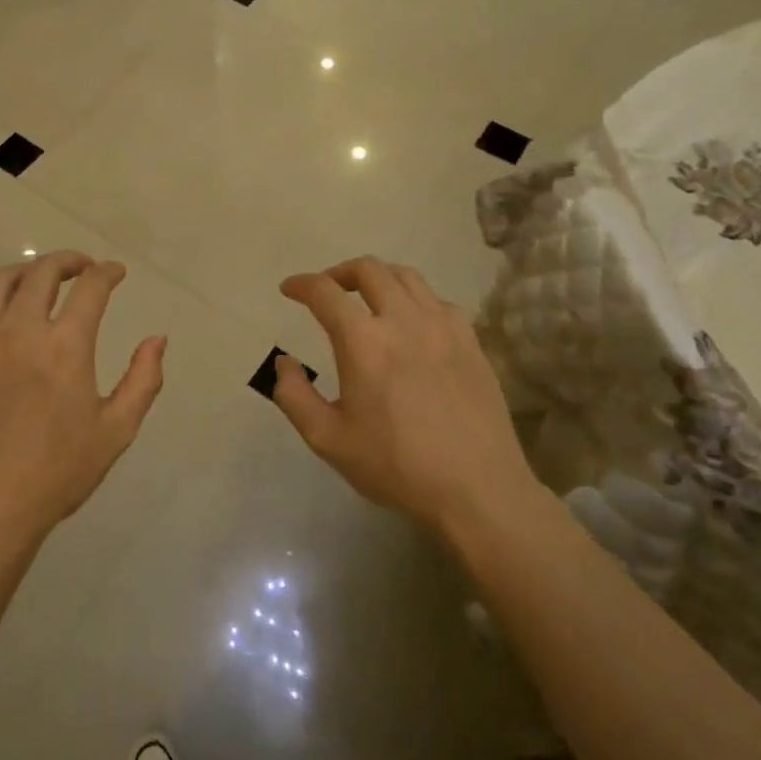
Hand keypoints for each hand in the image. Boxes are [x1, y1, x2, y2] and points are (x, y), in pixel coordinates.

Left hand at [0, 251, 166, 548]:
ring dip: (25, 271)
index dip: (107, 273)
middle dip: (68, 261)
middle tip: (82, 268)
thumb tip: (157, 340)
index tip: (115, 273)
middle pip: (42, 271)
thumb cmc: (55, 473)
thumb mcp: (115, 431)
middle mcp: (19, 329)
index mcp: (65, 345)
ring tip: (39, 280)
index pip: (90, 287)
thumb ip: (143, 380)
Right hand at [272, 257, 540, 539]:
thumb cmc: (396, 466)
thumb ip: (293, 395)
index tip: (289, 290)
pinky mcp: (470, 341)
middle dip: (339, 273)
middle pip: (368, 269)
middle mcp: (403, 320)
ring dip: (378, 279)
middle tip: (327, 291)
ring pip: (406, 277)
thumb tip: (283, 362)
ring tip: (367, 300)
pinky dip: (414, 300)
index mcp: (363, 342)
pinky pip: (437, 301)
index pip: (324, 292)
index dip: (301, 284)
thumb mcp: (327, 439)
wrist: (477, 490)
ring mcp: (442, 327)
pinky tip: (410, 324)